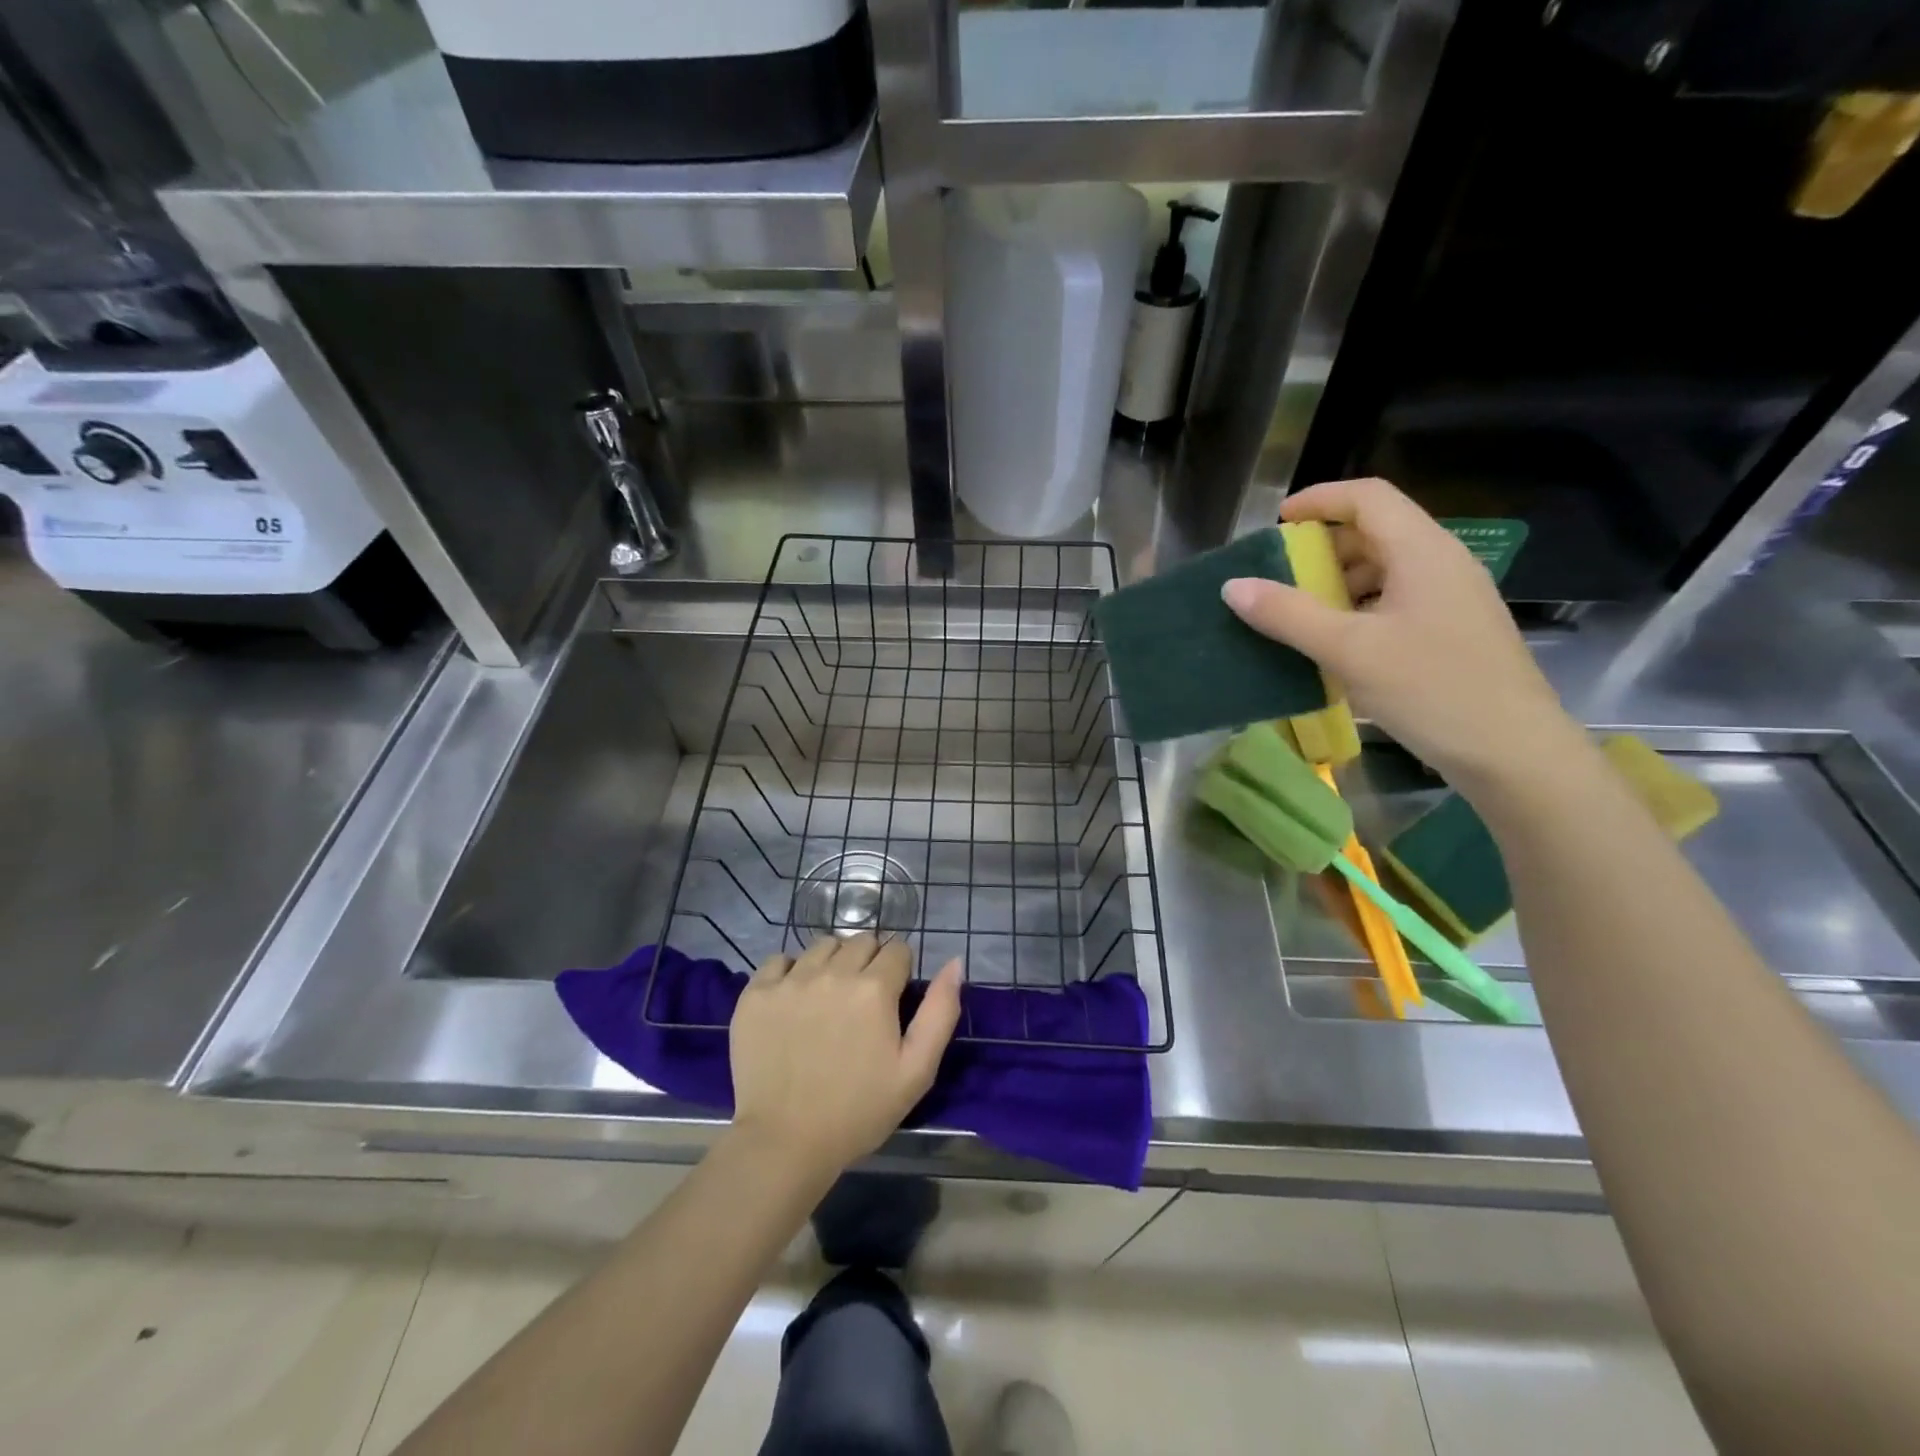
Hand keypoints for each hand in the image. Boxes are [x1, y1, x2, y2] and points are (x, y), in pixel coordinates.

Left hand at [728, 934, 962, 1178]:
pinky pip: (780, 959)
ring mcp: (790, 980)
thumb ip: (940, 1011)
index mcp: (874, 988)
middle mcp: (833, 972)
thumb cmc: (859, 1110)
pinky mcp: (756, 993)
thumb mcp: (917, 1070)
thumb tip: (954, 963)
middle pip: (861, 941)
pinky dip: (791, 972)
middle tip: (863, 1001)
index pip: (897, 949)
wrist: (785, 1143)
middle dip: (869, 962)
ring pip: (823, 946)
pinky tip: (794, 1001)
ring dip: (833, 962)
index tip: (893, 999)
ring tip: (829, 998)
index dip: (900, 971)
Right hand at [1220, 477, 1579, 791]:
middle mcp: (1442, 563)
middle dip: (1323, 546)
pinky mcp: (1453, 631)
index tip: (1277, 522)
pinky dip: (1359, 608)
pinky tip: (1335, 643)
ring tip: (1300, 612)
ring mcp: (1452, 598)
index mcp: (1422, 551)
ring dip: (1339, 580)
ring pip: (1387, 568)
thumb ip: (1288, 614)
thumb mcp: (1348, 650)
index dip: (1319, 499)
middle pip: (1377, 530)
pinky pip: (1397, 601)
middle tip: (1280, 575)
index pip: (1368, 497)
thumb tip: (1233, 586)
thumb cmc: (1431, 689)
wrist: (1512, 752)